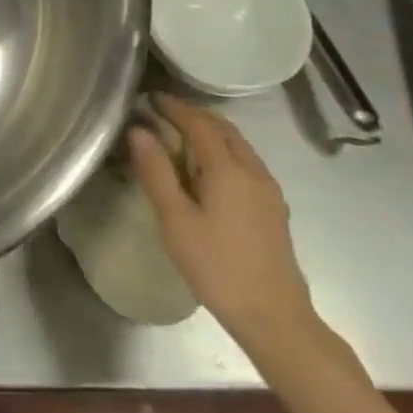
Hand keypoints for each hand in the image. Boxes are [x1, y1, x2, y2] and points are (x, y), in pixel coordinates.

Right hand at [127, 96, 315, 351]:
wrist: (273, 315)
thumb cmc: (216, 266)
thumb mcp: (175, 219)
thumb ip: (156, 171)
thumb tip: (139, 130)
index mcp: (228, 169)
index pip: (199, 124)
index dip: (175, 107)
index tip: (151, 97)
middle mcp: (253, 171)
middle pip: (224, 129)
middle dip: (194, 114)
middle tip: (164, 111)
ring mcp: (268, 190)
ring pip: (239, 145)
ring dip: (211, 131)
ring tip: (181, 134)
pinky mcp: (273, 207)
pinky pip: (246, 162)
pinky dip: (223, 150)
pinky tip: (208, 168)